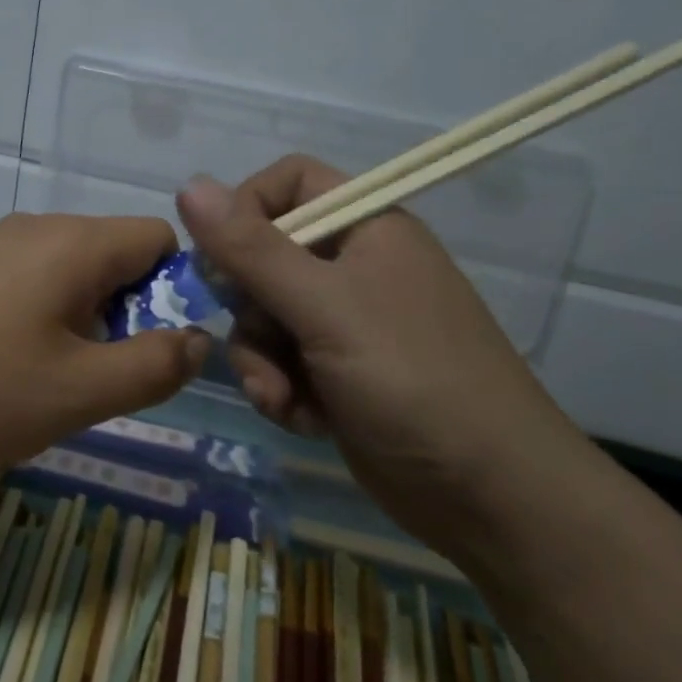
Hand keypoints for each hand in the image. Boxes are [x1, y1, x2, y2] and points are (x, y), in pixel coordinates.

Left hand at [0, 213, 209, 478]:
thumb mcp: (76, 393)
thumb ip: (152, 366)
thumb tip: (199, 339)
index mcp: (73, 243)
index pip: (159, 237)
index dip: (176, 289)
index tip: (158, 347)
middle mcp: (34, 228)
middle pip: (113, 255)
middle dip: (127, 312)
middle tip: (102, 377)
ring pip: (68, 272)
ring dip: (81, 321)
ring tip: (50, 381)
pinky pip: (24, 281)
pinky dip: (38, 317)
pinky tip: (2, 367)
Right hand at [176, 156, 580, 544]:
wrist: (492, 498)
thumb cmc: (413, 380)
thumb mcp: (324, 307)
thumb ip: (251, 248)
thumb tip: (188, 183)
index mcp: (366, 227)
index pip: (288, 183)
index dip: (247, 209)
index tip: (223, 256)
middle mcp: (354, 266)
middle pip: (264, 256)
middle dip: (250, 308)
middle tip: (263, 341)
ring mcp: (347, 322)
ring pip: (264, 316)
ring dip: (261, 360)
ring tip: (283, 397)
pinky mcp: (339, 373)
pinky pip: (281, 361)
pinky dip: (281, 389)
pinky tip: (304, 420)